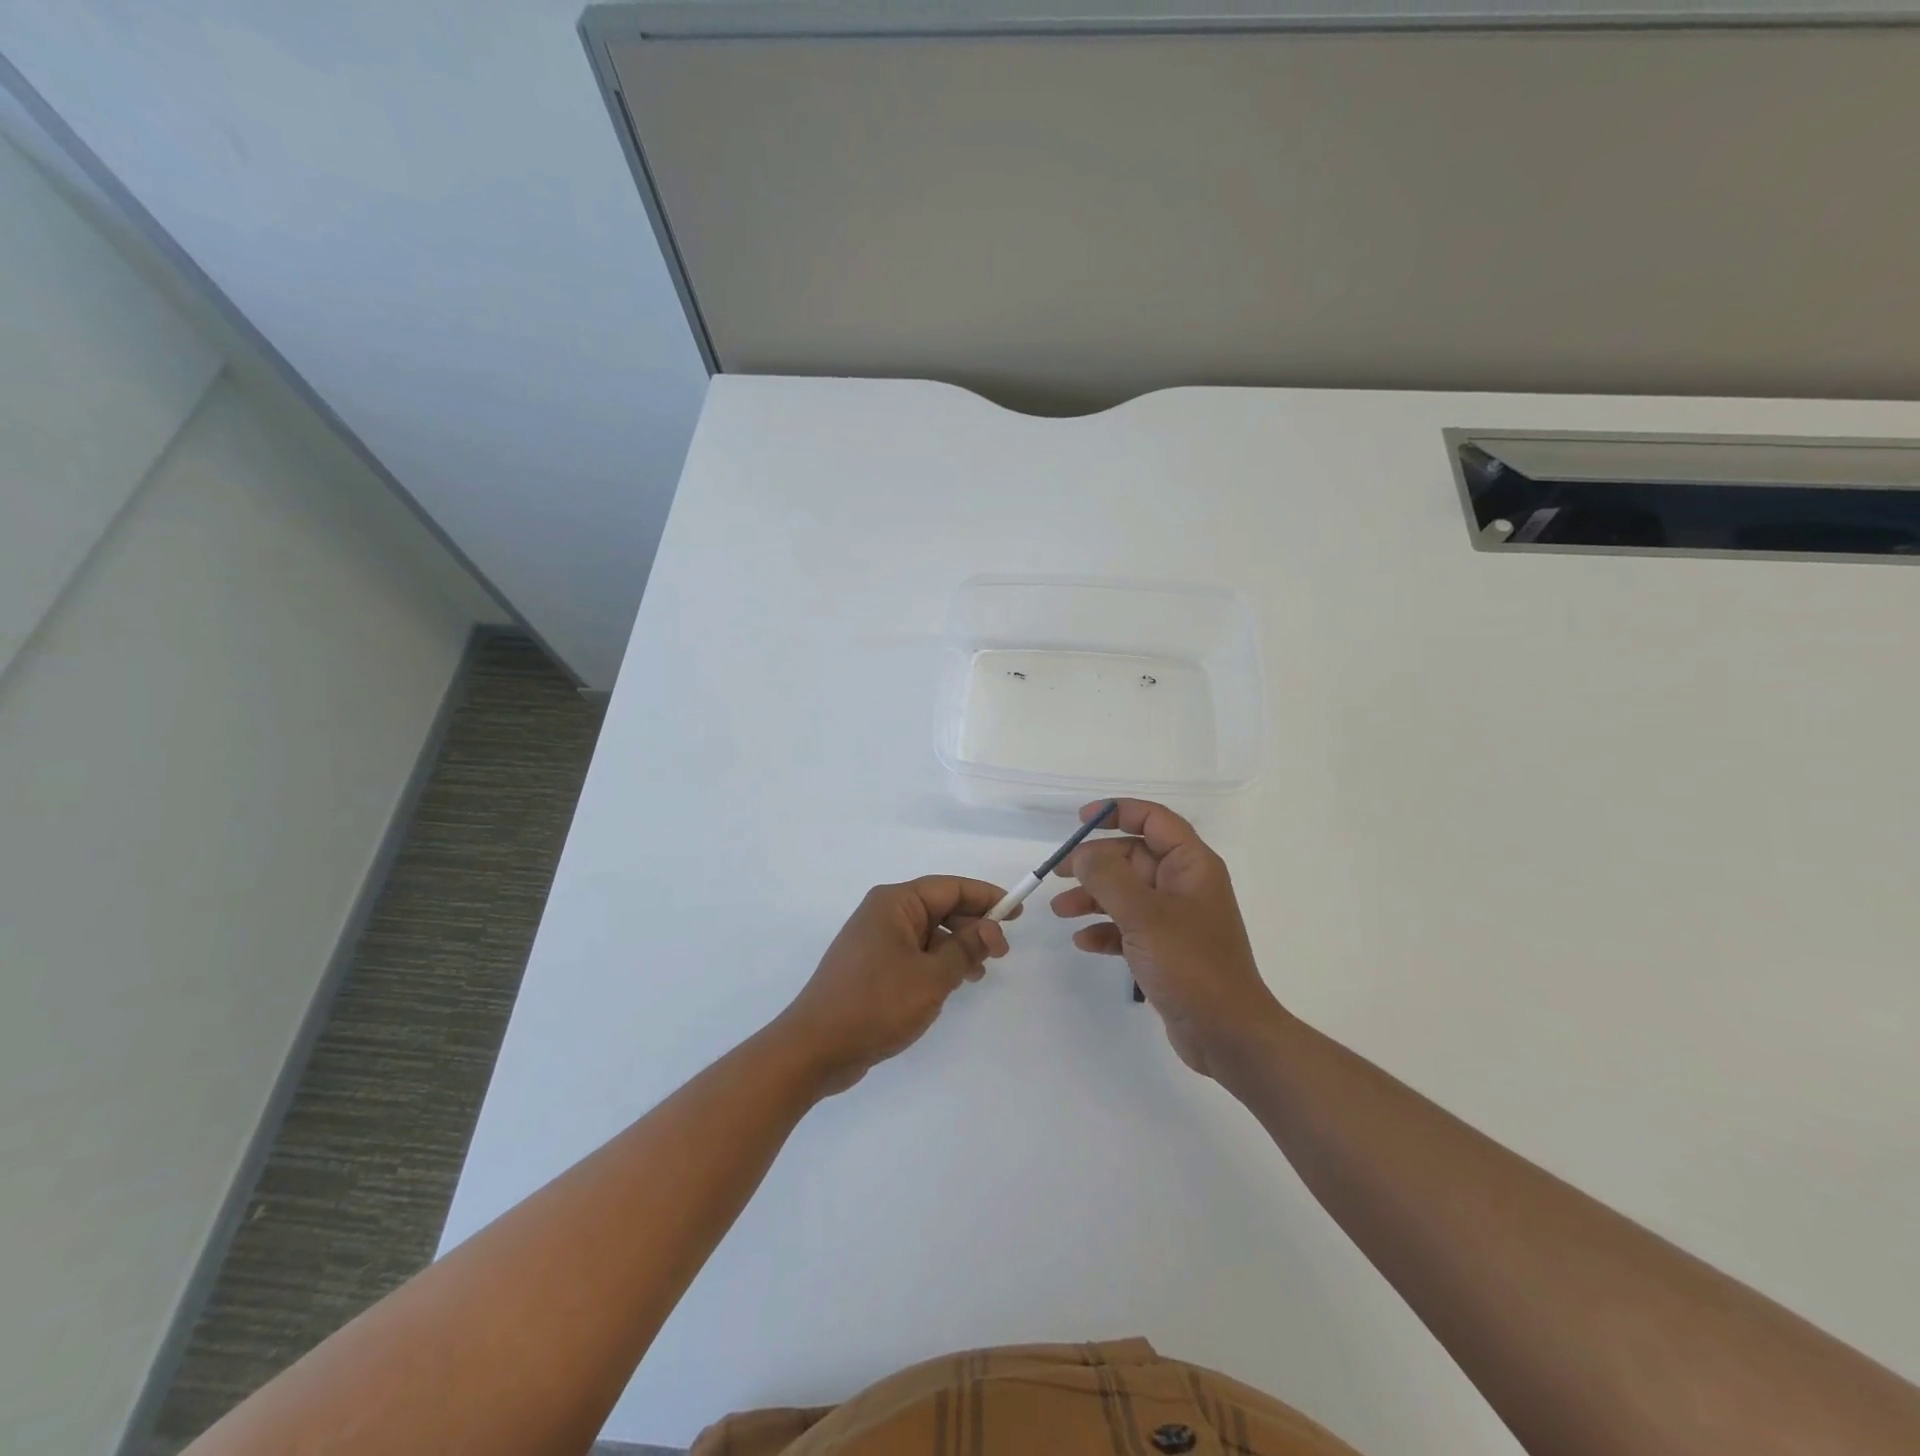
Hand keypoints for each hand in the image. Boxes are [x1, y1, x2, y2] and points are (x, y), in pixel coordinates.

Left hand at [774, 877, 1012, 1095]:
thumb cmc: (876, 1004)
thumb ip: (965, 949)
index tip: (1017, 911)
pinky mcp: (871, 966)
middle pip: (939, 907)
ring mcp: (874, 940)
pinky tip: (952, 984)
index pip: (950, 887)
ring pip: (928, 933)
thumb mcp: (932, 977)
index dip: (986, 897)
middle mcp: (883, 913)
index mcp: (895, 903)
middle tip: (1003, 951)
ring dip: (957, 947)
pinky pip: (913, 953)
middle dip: (973, 925)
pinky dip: (937, 963)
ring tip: (981, 972)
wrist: (815, 1048)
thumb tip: (990, 928)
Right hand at [1051, 799, 1283, 1076]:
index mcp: (1191, 865)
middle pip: (1133, 857)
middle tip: (1058, 873)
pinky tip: (1084, 942)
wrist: (1227, 1034)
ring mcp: (1175, 919)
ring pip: (1126, 893)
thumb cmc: (1190, 964)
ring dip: (1092, 898)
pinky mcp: (1166, 949)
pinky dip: (1105, 930)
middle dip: (1094, 863)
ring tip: (1060, 911)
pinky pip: (1128, 927)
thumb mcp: (1144, 915)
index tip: (1080, 820)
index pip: (1153, 820)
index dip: (1117, 812)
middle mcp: (1184, 885)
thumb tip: (1082, 854)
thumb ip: (1108, 877)